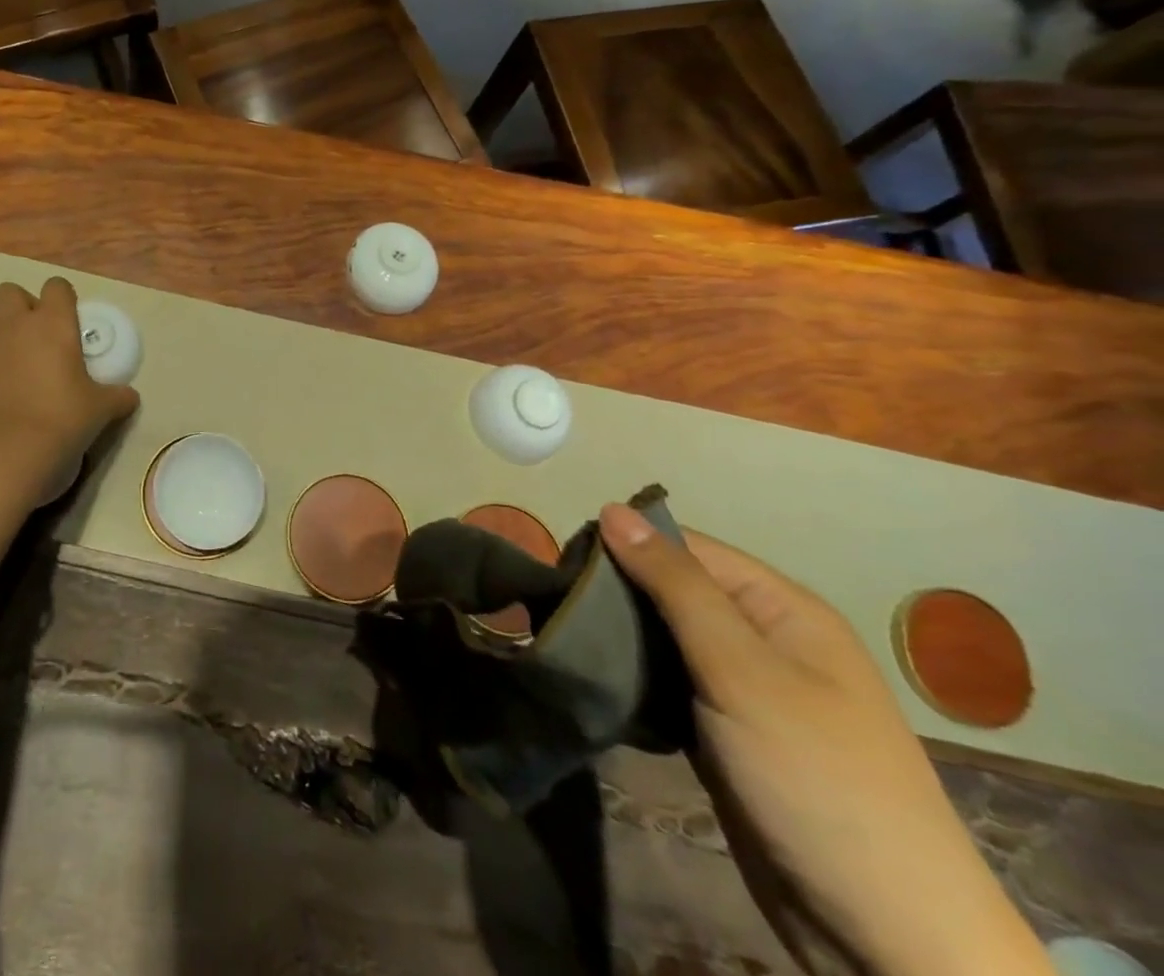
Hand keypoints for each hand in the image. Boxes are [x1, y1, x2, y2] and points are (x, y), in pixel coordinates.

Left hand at [0, 278, 139, 505]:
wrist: (8, 453)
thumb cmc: (63, 419)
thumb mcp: (102, 409)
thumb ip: (117, 396)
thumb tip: (129, 397)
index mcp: (53, 323)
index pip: (57, 286)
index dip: (64, 299)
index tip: (72, 321)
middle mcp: (15, 326)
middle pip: (10, 292)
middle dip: (24, 306)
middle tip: (42, 335)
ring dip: (3, 332)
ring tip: (21, 362)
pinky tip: (5, 394)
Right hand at [598, 504, 1052, 975]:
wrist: (886, 940)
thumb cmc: (817, 780)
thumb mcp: (741, 671)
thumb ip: (675, 586)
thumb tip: (612, 509)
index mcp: (780, 608)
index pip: (683, 546)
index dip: (624, 545)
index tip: (562, 560)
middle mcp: (762, 638)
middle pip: (669, 588)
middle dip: (613, 593)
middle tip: (555, 605)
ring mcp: (742, 688)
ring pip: (661, 637)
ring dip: (616, 636)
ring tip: (561, 635)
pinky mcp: (722, 731)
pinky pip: (665, 683)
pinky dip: (631, 678)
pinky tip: (594, 678)